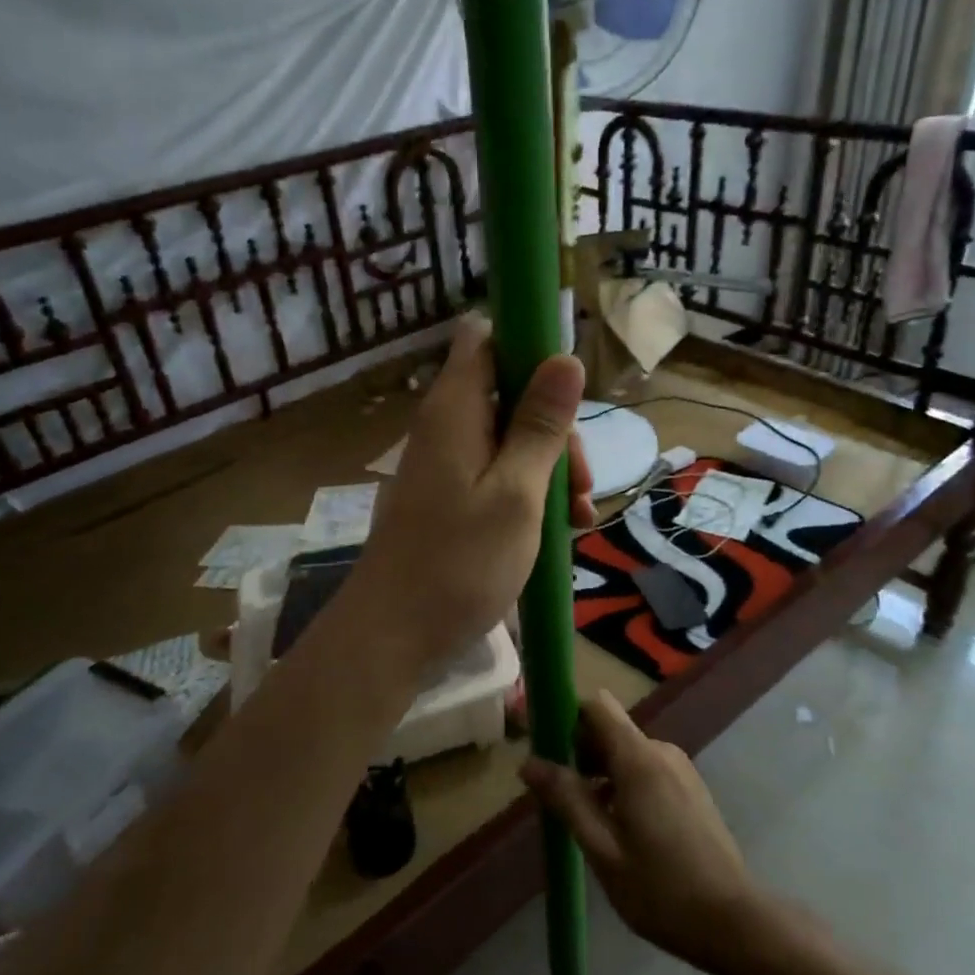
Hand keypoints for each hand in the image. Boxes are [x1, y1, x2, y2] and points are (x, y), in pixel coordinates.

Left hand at [348, 315, 595, 679]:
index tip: (569, 387)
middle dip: (556, 428)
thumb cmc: (460, 563)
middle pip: (511, 393)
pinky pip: (498, 474)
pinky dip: (530, 493)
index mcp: (456, 409)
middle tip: (580, 481)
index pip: (486, 338)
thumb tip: (566, 356)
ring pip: (511, 439)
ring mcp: (447, 464)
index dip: (529, 346)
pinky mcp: (450, 498)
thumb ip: (541, 424)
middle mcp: (447, 426)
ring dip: (551, 468)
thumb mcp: (517, 492)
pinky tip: (560, 530)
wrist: (394, 637)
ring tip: (579, 518)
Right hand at [521, 689, 757, 973]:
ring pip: (626, 753)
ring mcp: (680, 769)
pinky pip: (646, 770)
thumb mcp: (602, 849)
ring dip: (599, 774)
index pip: (596, 705)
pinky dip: (622, 785)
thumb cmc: (661, 889)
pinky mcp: (690, 789)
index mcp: (639, 759)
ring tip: (583, 819)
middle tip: (556, 796)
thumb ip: (566, 800)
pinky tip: (617, 829)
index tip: (543, 746)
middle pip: (609, 730)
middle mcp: (661, 752)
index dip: (566, 716)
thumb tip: (528, 762)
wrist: (735, 922)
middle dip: (578, 753)